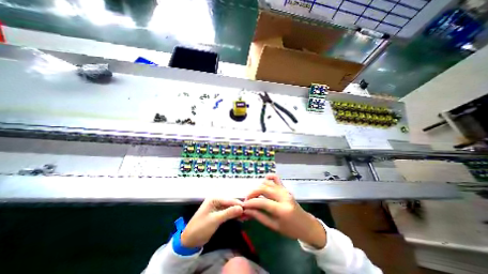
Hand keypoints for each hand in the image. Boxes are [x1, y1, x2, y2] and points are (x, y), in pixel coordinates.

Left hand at [180, 199, 243, 248]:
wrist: (190, 240)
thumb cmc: (201, 227)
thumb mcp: (215, 220)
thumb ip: (228, 213)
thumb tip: (241, 208)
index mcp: (214, 198)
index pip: (229, 200)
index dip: (238, 204)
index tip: (248, 209)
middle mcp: (217, 200)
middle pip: (231, 202)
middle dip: (239, 208)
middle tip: (248, 213)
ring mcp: (218, 206)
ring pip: (230, 207)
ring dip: (237, 212)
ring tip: (246, 216)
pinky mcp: (219, 213)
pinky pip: (228, 212)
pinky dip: (234, 215)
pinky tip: (240, 218)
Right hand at [242, 175, 325, 248]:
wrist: (306, 225)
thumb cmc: (291, 229)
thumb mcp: (274, 226)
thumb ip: (259, 217)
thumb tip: (247, 211)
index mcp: (282, 209)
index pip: (262, 202)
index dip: (250, 203)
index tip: (243, 205)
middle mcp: (283, 196)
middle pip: (263, 188)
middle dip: (252, 193)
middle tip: (247, 200)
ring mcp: (285, 190)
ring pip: (267, 183)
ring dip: (258, 187)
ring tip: (253, 195)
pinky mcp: (285, 188)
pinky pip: (276, 178)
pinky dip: (268, 178)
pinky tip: (263, 182)